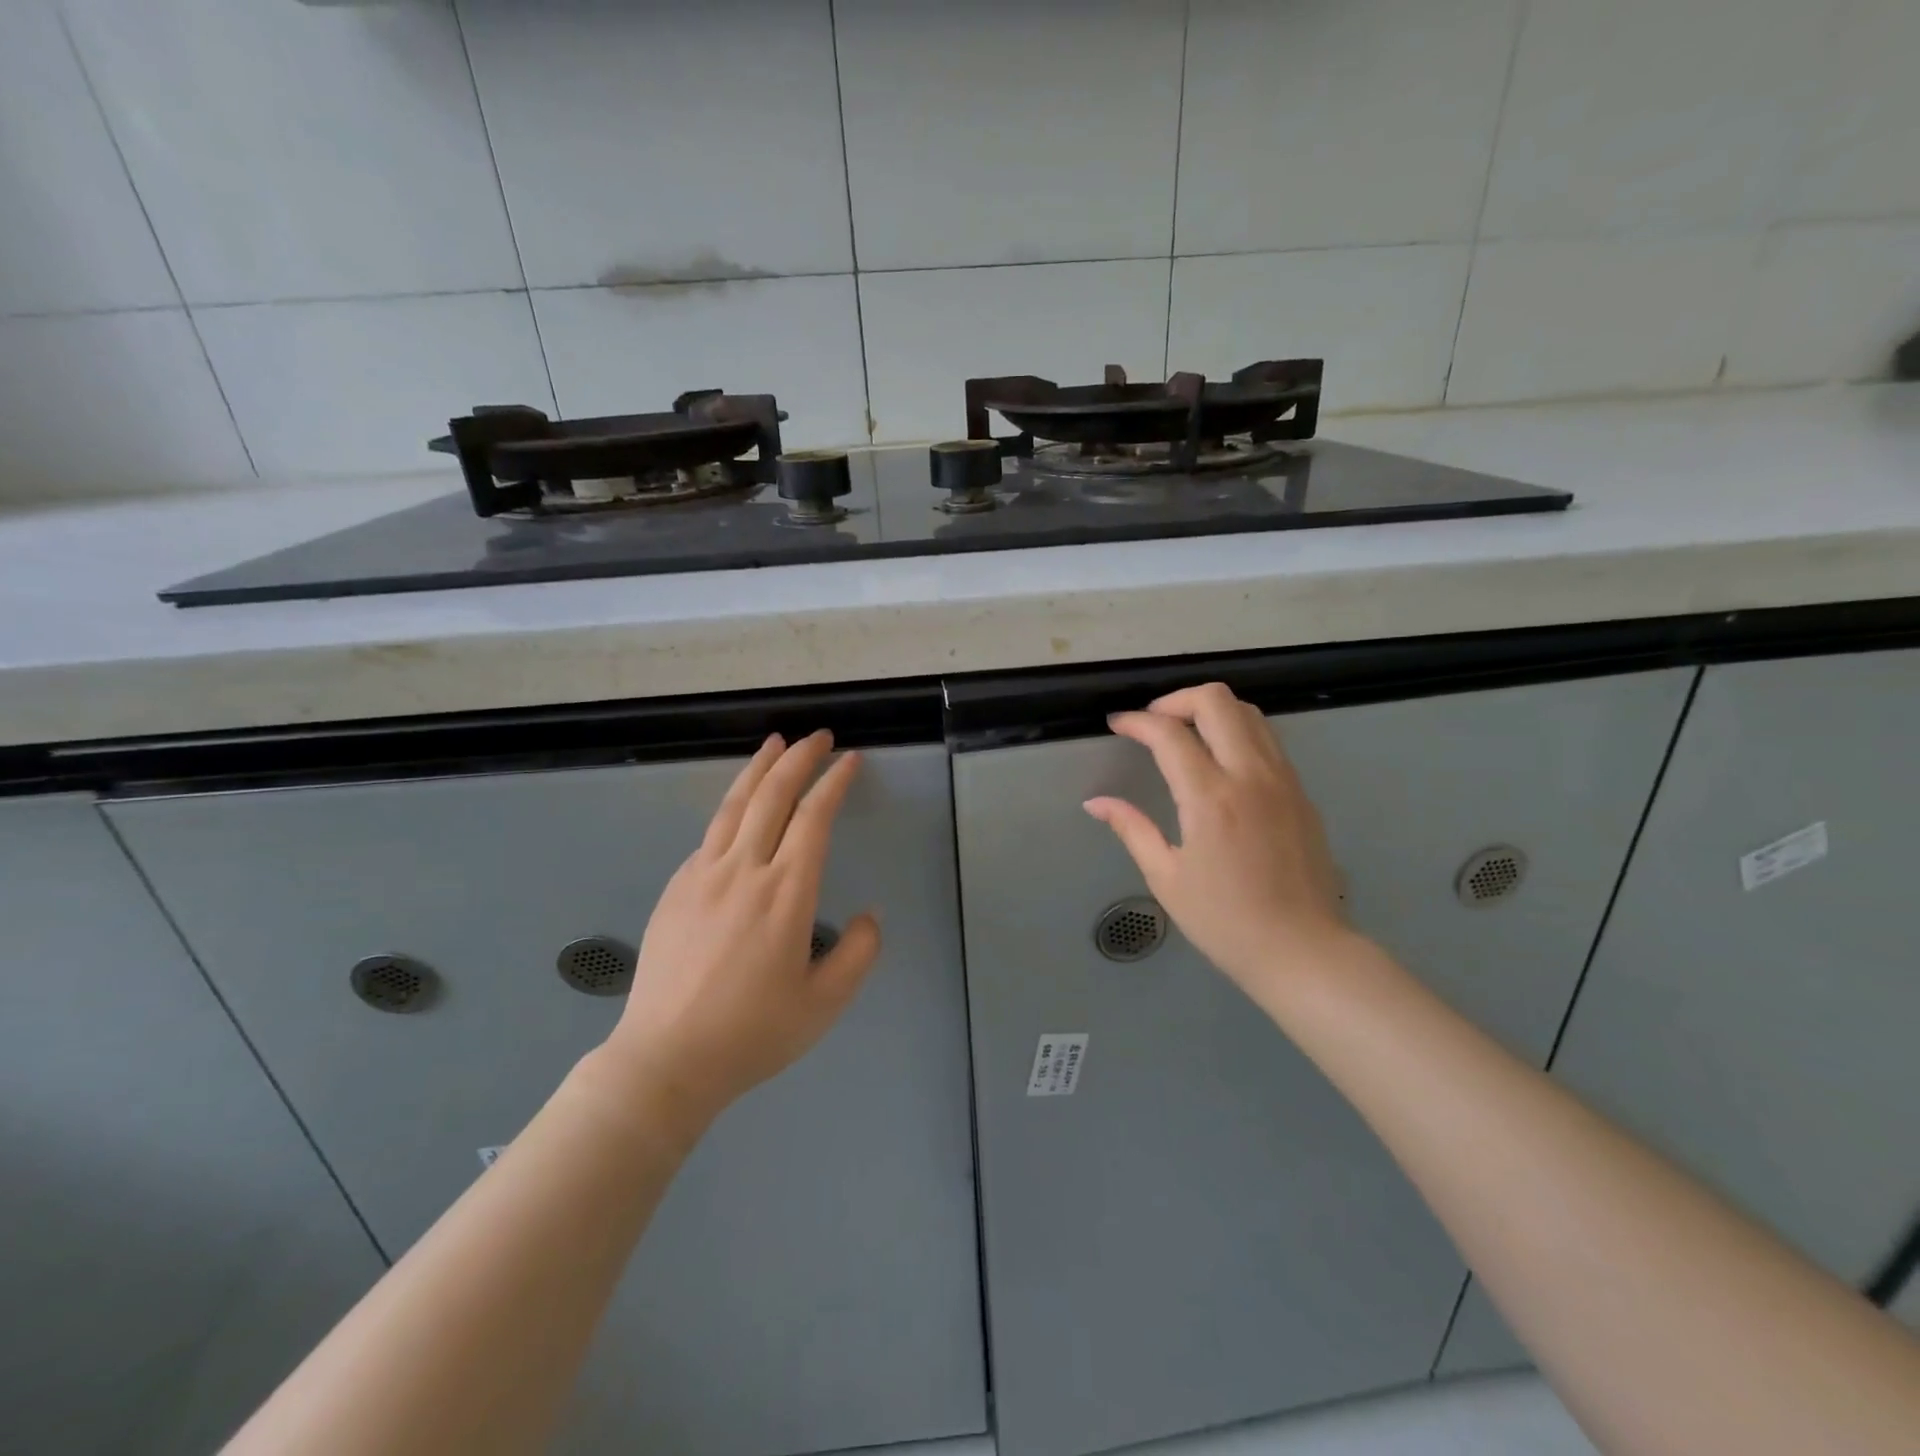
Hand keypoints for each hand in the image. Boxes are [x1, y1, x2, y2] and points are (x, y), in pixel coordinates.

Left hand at [602, 731, 881, 1130]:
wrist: (665, 1060)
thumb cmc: (752, 1034)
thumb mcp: (824, 1004)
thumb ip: (859, 954)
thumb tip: (869, 916)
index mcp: (786, 893)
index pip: (814, 818)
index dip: (834, 783)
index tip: (851, 760)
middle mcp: (744, 871)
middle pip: (772, 796)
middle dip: (799, 759)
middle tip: (818, 737)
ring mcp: (703, 876)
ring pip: (734, 805)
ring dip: (758, 769)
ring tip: (775, 742)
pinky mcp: (676, 888)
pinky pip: (709, 835)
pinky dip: (731, 808)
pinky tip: (738, 809)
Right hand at [1084, 683, 1349, 999]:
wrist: (1303, 950)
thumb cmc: (1225, 921)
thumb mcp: (1166, 878)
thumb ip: (1132, 829)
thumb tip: (1095, 802)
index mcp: (1210, 798)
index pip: (1169, 733)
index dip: (1136, 722)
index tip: (1117, 725)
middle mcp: (1250, 775)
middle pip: (1216, 700)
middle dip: (1176, 699)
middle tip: (1153, 723)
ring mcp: (1282, 779)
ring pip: (1249, 712)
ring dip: (1210, 710)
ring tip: (1185, 733)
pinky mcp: (1301, 791)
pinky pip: (1268, 739)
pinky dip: (1237, 731)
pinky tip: (1219, 760)